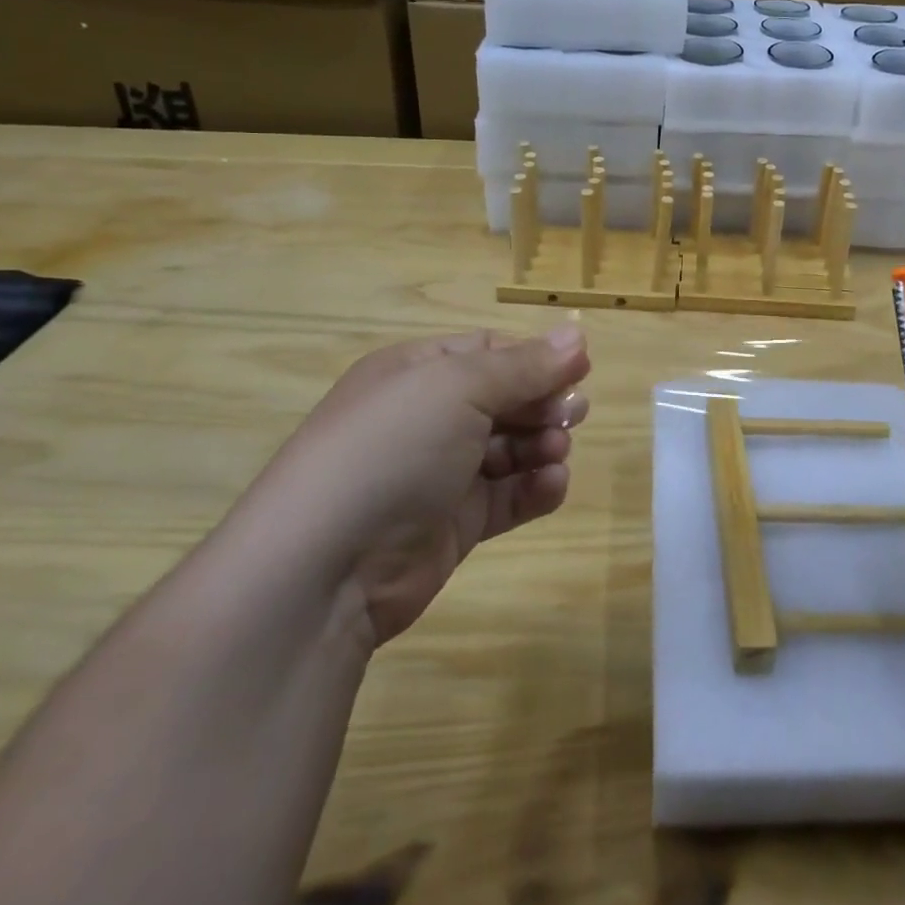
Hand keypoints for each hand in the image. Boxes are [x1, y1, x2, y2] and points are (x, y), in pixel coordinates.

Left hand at [239, 326, 591, 650]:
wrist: (324, 568)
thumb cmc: (391, 450)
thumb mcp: (458, 388)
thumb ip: (524, 365)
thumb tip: (577, 335)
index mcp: (416, 372)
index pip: (489, 351)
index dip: (535, 358)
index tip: (580, 370)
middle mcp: (426, 418)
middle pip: (504, 399)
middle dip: (543, 403)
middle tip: (573, 415)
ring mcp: (438, 474)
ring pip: (509, 448)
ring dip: (542, 445)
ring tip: (556, 452)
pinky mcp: (452, 525)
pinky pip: (505, 497)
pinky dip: (534, 489)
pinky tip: (552, 485)